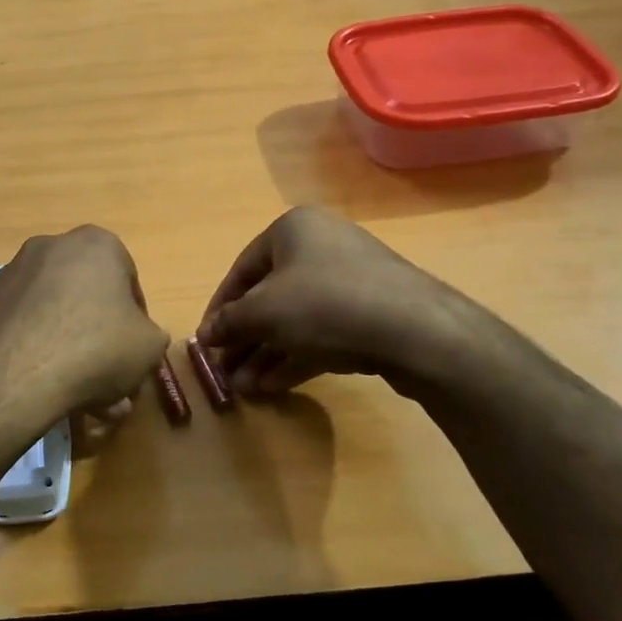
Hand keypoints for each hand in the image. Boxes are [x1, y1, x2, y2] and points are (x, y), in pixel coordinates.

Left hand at [0, 226, 169, 423]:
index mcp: (97, 243)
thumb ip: (151, 336)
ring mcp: (14, 273)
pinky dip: (40, 351)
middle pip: (88, 298)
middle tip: (110, 380)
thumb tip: (137, 340)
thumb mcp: (149, 347)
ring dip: (72, 350)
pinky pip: (27, 326)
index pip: (128, 282)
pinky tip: (49, 389)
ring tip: (83, 398)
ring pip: (57, 316)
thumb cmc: (96, 348)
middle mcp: (52, 246)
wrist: (15, 374)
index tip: (135, 352)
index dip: (136, 322)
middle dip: (102, 339)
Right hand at [196, 207, 500, 400]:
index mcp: (293, 230)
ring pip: (295, 319)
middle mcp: (321, 247)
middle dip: (245, 339)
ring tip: (245, 390)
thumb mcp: (264, 312)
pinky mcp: (371, 314)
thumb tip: (204, 335)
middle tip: (225, 372)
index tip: (205, 342)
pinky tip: (273, 387)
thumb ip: (229, 322)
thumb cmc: (325, 304)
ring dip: (266, 354)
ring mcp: (350, 281)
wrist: (417, 330)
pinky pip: (322, 333)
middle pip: (269, 297)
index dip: (219, 308)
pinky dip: (296, 356)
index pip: (241, 270)